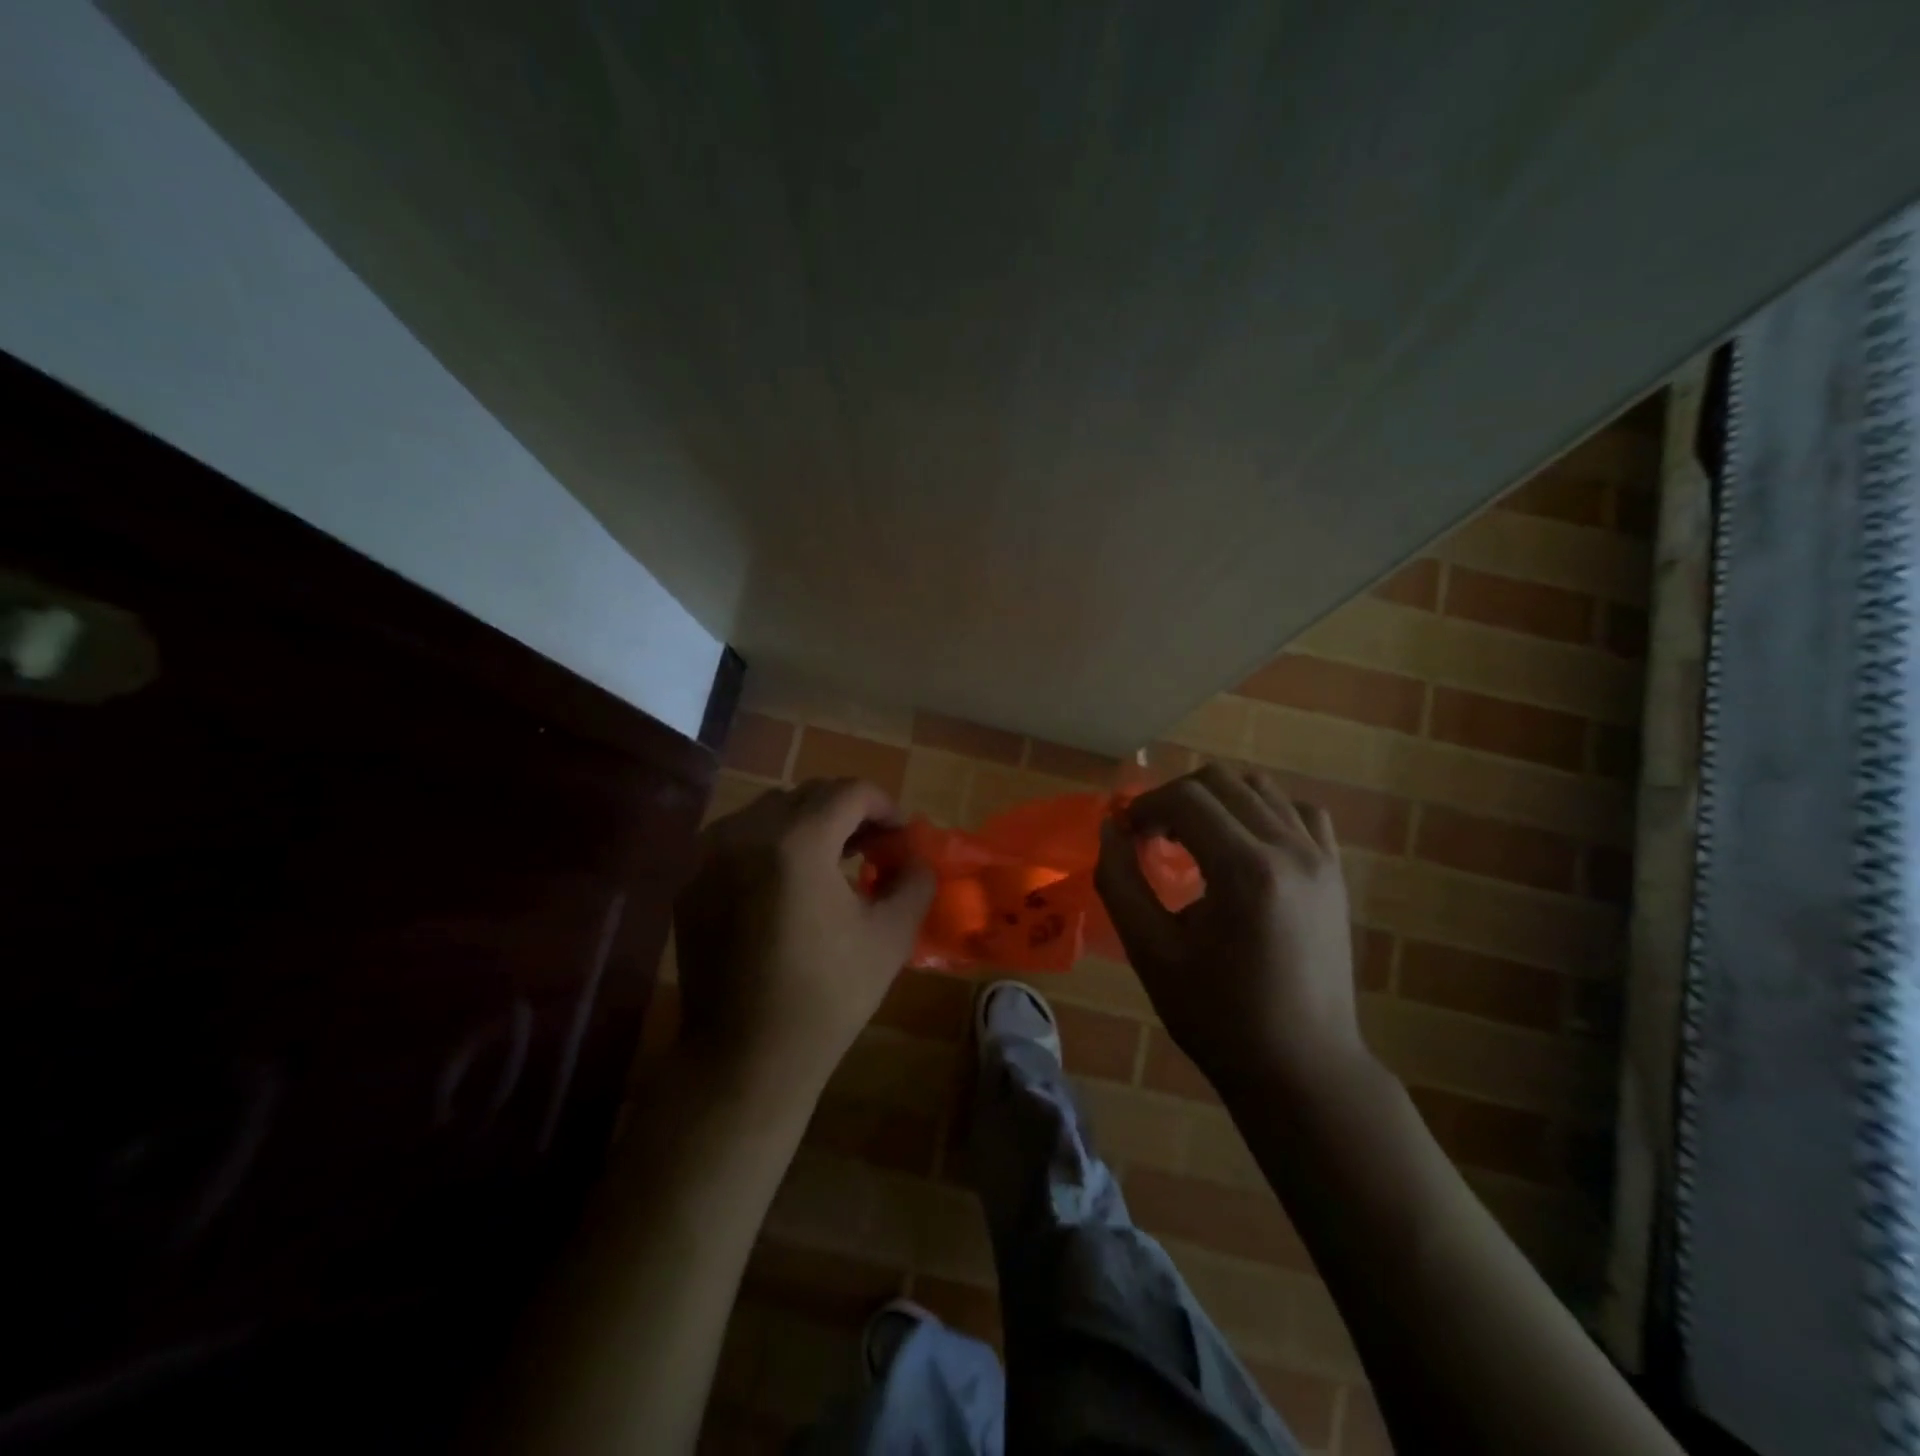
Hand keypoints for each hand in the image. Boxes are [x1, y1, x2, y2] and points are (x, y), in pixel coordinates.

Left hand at [673, 778, 935, 1094]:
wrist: (745, 1058)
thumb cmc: (826, 998)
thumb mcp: (890, 937)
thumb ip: (914, 882)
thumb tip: (915, 857)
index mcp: (797, 842)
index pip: (849, 792)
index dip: (884, 805)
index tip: (900, 836)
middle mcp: (745, 833)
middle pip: (808, 794)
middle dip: (848, 813)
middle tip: (873, 847)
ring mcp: (709, 856)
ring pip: (769, 811)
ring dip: (808, 824)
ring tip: (832, 860)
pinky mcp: (690, 882)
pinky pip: (738, 839)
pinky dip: (770, 844)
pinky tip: (788, 884)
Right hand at [1095, 764, 1371, 1104]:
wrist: (1302, 1068)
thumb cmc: (1219, 1017)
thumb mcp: (1151, 953)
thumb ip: (1120, 882)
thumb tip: (1109, 828)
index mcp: (1246, 871)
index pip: (1186, 798)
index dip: (1145, 806)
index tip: (1126, 835)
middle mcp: (1290, 850)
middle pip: (1222, 781)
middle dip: (1175, 798)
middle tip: (1152, 837)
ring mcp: (1321, 858)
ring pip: (1260, 789)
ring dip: (1216, 802)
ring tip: (1193, 841)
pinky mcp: (1336, 873)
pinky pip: (1299, 813)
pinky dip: (1263, 812)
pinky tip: (1243, 846)